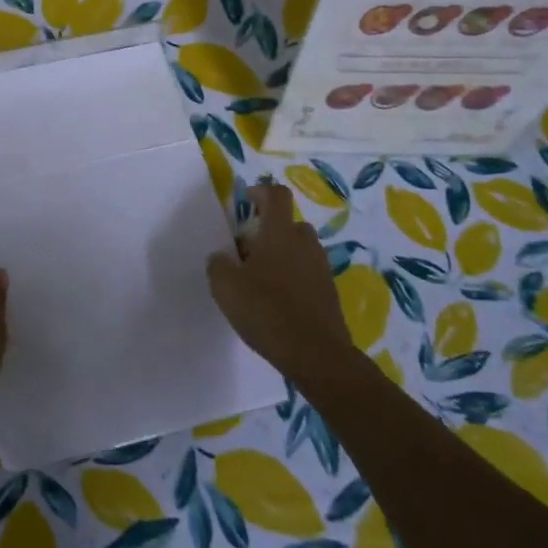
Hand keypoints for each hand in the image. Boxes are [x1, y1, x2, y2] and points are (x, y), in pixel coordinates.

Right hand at [207, 183, 354, 391]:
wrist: (316, 354)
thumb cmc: (266, 310)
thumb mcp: (225, 287)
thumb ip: (218, 265)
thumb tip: (222, 257)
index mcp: (279, 234)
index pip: (277, 196)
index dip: (262, 192)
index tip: (247, 200)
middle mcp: (304, 244)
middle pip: (290, 224)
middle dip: (271, 230)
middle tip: (249, 249)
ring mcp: (321, 269)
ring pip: (301, 250)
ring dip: (284, 255)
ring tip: (262, 278)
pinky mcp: (329, 294)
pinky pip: (309, 274)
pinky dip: (295, 279)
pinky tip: (278, 302)